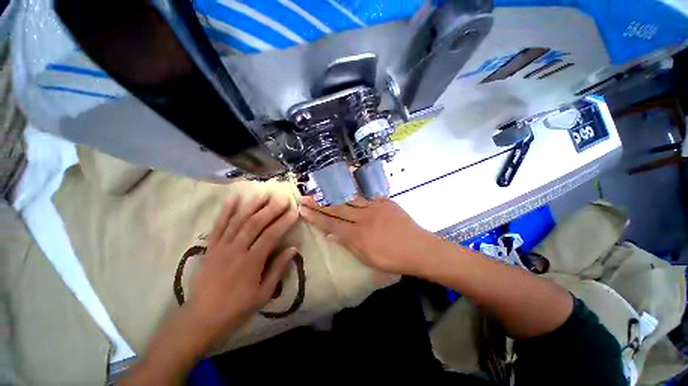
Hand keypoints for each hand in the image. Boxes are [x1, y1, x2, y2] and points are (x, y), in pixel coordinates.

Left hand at [123, 194, 298, 384]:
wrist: (202, 318)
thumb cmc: (237, 308)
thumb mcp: (264, 293)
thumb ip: (278, 268)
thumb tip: (293, 248)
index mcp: (251, 262)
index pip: (271, 235)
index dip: (284, 222)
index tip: (294, 212)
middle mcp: (236, 250)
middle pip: (255, 223)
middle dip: (271, 209)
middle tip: (283, 198)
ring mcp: (221, 246)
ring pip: (238, 220)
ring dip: (252, 205)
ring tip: (264, 194)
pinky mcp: (211, 247)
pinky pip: (218, 225)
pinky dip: (226, 211)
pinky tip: (234, 198)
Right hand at [299, 196, 435, 275]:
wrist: (419, 249)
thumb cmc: (392, 259)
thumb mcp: (367, 258)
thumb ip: (348, 244)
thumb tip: (331, 235)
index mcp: (357, 234)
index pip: (331, 223)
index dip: (315, 216)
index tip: (302, 209)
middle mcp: (362, 218)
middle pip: (337, 209)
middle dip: (319, 203)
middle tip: (305, 196)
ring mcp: (374, 207)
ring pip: (349, 199)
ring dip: (334, 195)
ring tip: (321, 188)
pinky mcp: (384, 202)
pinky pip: (367, 195)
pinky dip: (356, 190)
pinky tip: (348, 184)